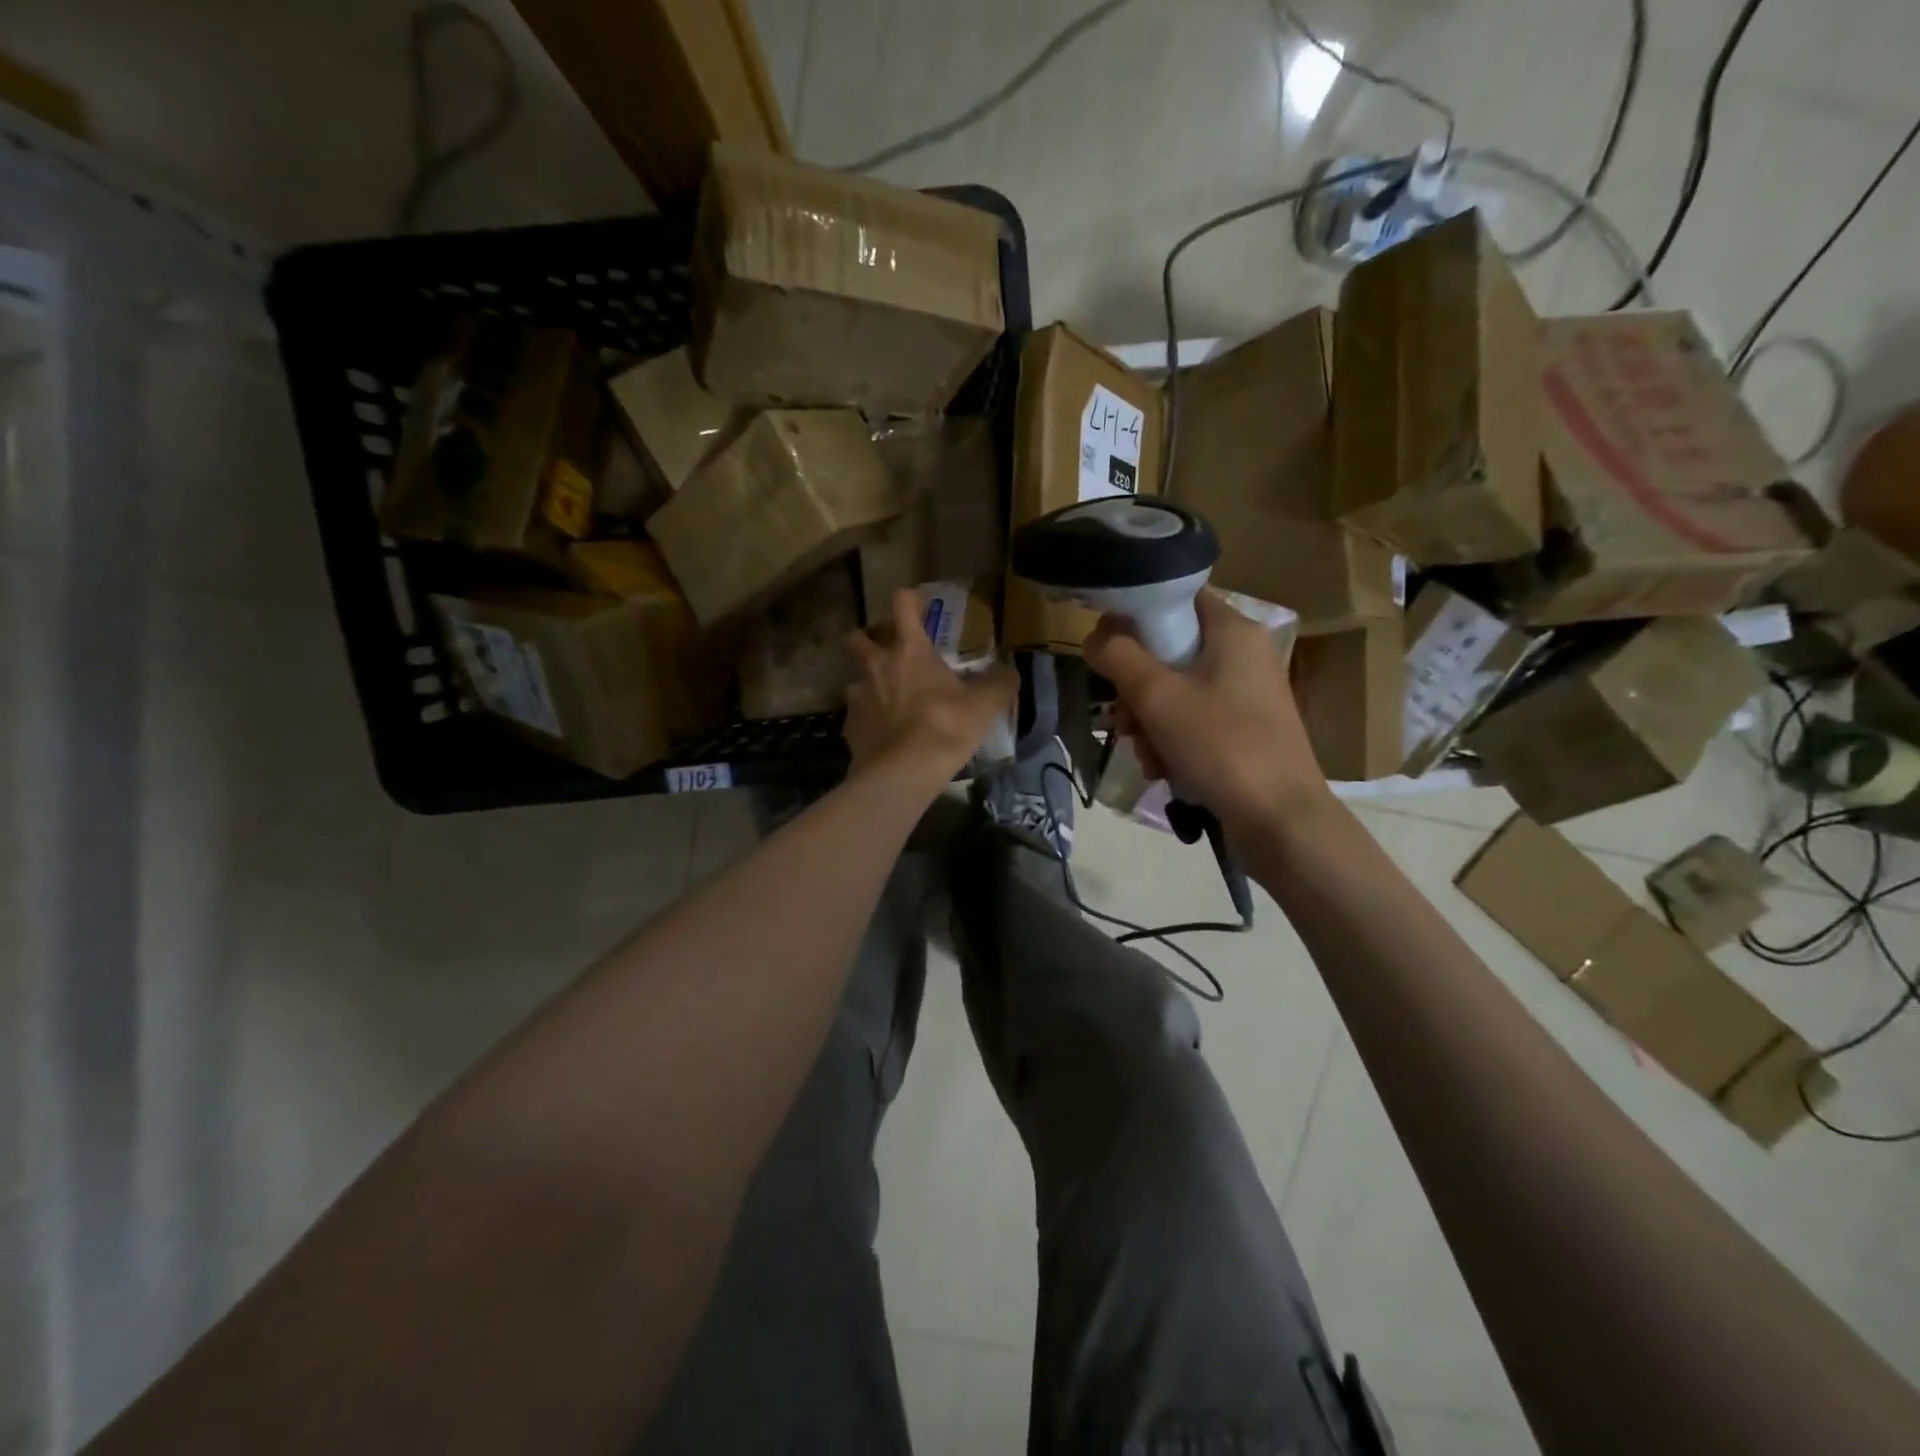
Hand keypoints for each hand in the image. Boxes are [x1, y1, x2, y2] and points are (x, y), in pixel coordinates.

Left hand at [844, 589, 1017, 780]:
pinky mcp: (849, 725)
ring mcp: (858, 695)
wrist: (902, 772)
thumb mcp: (983, 705)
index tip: (918, 605)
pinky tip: (885, 733)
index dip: (909, 600)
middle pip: (860, 637)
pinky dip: (870, 717)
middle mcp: (877, 664)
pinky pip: (858, 713)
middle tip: (891, 652)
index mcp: (909, 649)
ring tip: (891, 700)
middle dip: (872, 639)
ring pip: (857, 678)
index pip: (902, 604)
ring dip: (871, 682)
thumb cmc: (944, 727)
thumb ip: (998, 684)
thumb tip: (1010, 672)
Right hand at [1084, 592, 1332, 836]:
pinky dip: (1171, 742)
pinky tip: (1163, 770)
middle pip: (1169, 651)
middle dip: (1136, 689)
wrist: (1281, 822)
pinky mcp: (1243, 731)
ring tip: (1146, 756)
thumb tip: (1093, 635)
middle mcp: (1243, 655)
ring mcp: (1245, 696)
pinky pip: (1193, 721)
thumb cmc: (1222, 747)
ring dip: (1148, 723)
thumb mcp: (1159, 698)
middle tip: (1124, 720)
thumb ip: (1119, 657)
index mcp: (1233, 631)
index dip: (1135, 615)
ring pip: (1175, 692)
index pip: (1176, 598)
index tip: (1106, 648)